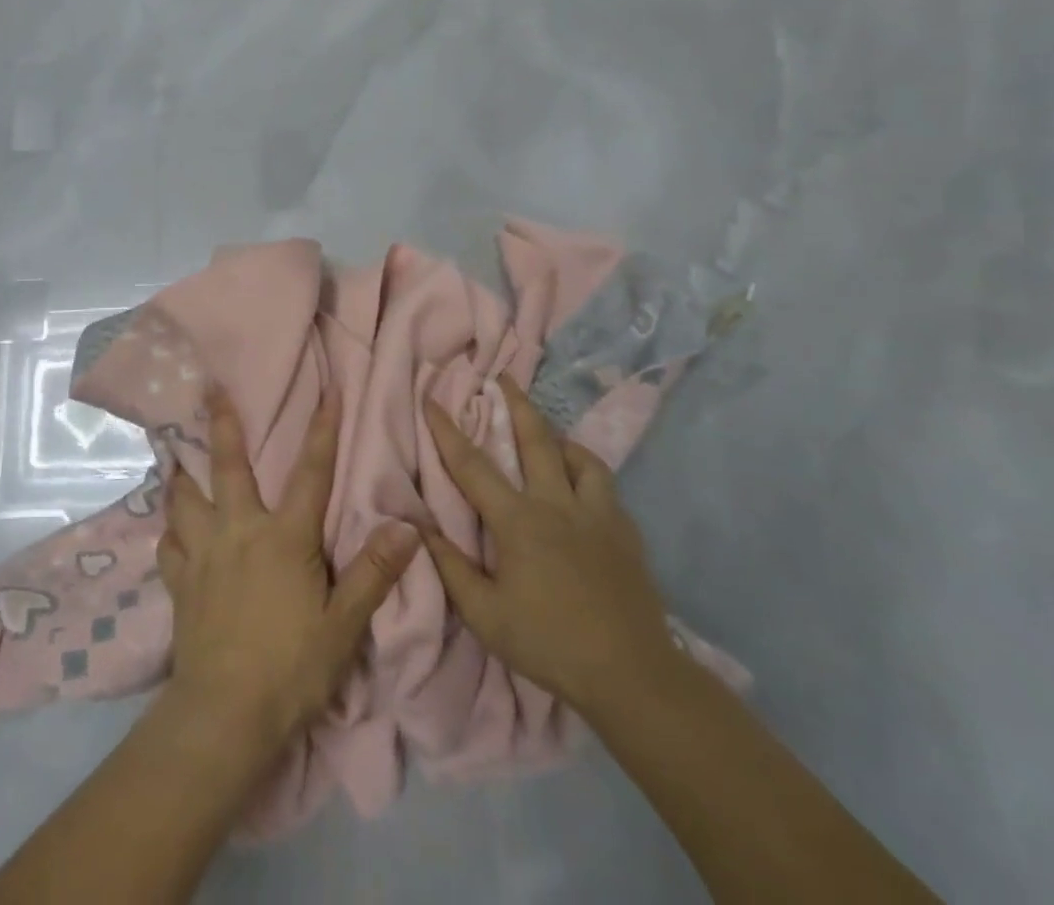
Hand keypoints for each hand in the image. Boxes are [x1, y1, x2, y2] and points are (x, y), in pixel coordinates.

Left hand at [157, 384, 420, 753]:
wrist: (225, 714)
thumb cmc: (291, 666)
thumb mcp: (344, 623)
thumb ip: (374, 572)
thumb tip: (408, 526)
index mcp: (284, 536)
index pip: (310, 473)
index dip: (322, 431)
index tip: (327, 392)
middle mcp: (239, 531)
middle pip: (227, 466)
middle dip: (221, 424)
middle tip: (208, 388)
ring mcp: (203, 554)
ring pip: (185, 500)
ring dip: (181, 474)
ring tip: (172, 455)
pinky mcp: (180, 583)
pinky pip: (169, 546)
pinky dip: (170, 532)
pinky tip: (171, 530)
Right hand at [421, 373, 679, 717]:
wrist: (633, 676)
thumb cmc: (550, 644)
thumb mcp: (485, 616)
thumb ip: (451, 568)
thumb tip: (421, 528)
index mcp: (518, 522)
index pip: (472, 466)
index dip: (447, 431)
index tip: (432, 399)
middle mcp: (556, 505)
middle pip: (534, 440)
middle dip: (515, 404)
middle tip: (503, 376)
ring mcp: (596, 515)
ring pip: (578, 457)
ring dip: (557, 437)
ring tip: (547, 433)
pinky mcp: (625, 532)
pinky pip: (604, 485)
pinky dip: (586, 471)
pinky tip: (581, 483)